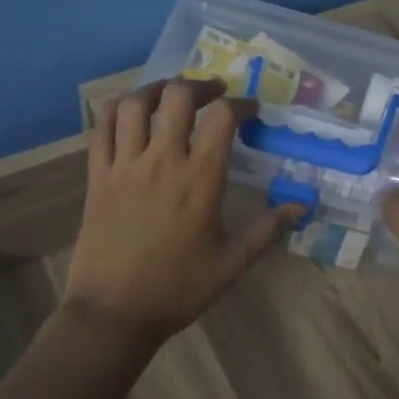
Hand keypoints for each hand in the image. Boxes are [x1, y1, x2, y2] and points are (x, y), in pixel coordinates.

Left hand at [65, 77, 299, 351]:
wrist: (113, 312)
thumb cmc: (177, 289)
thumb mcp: (231, 264)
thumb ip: (267, 231)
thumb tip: (301, 206)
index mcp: (200, 180)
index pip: (222, 118)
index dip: (240, 104)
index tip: (250, 110)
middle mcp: (162, 161)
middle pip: (177, 97)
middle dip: (199, 85)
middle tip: (212, 93)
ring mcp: (124, 166)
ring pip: (134, 104)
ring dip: (156, 89)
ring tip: (171, 94)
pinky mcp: (96, 176)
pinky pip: (101, 128)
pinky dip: (116, 110)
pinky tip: (129, 112)